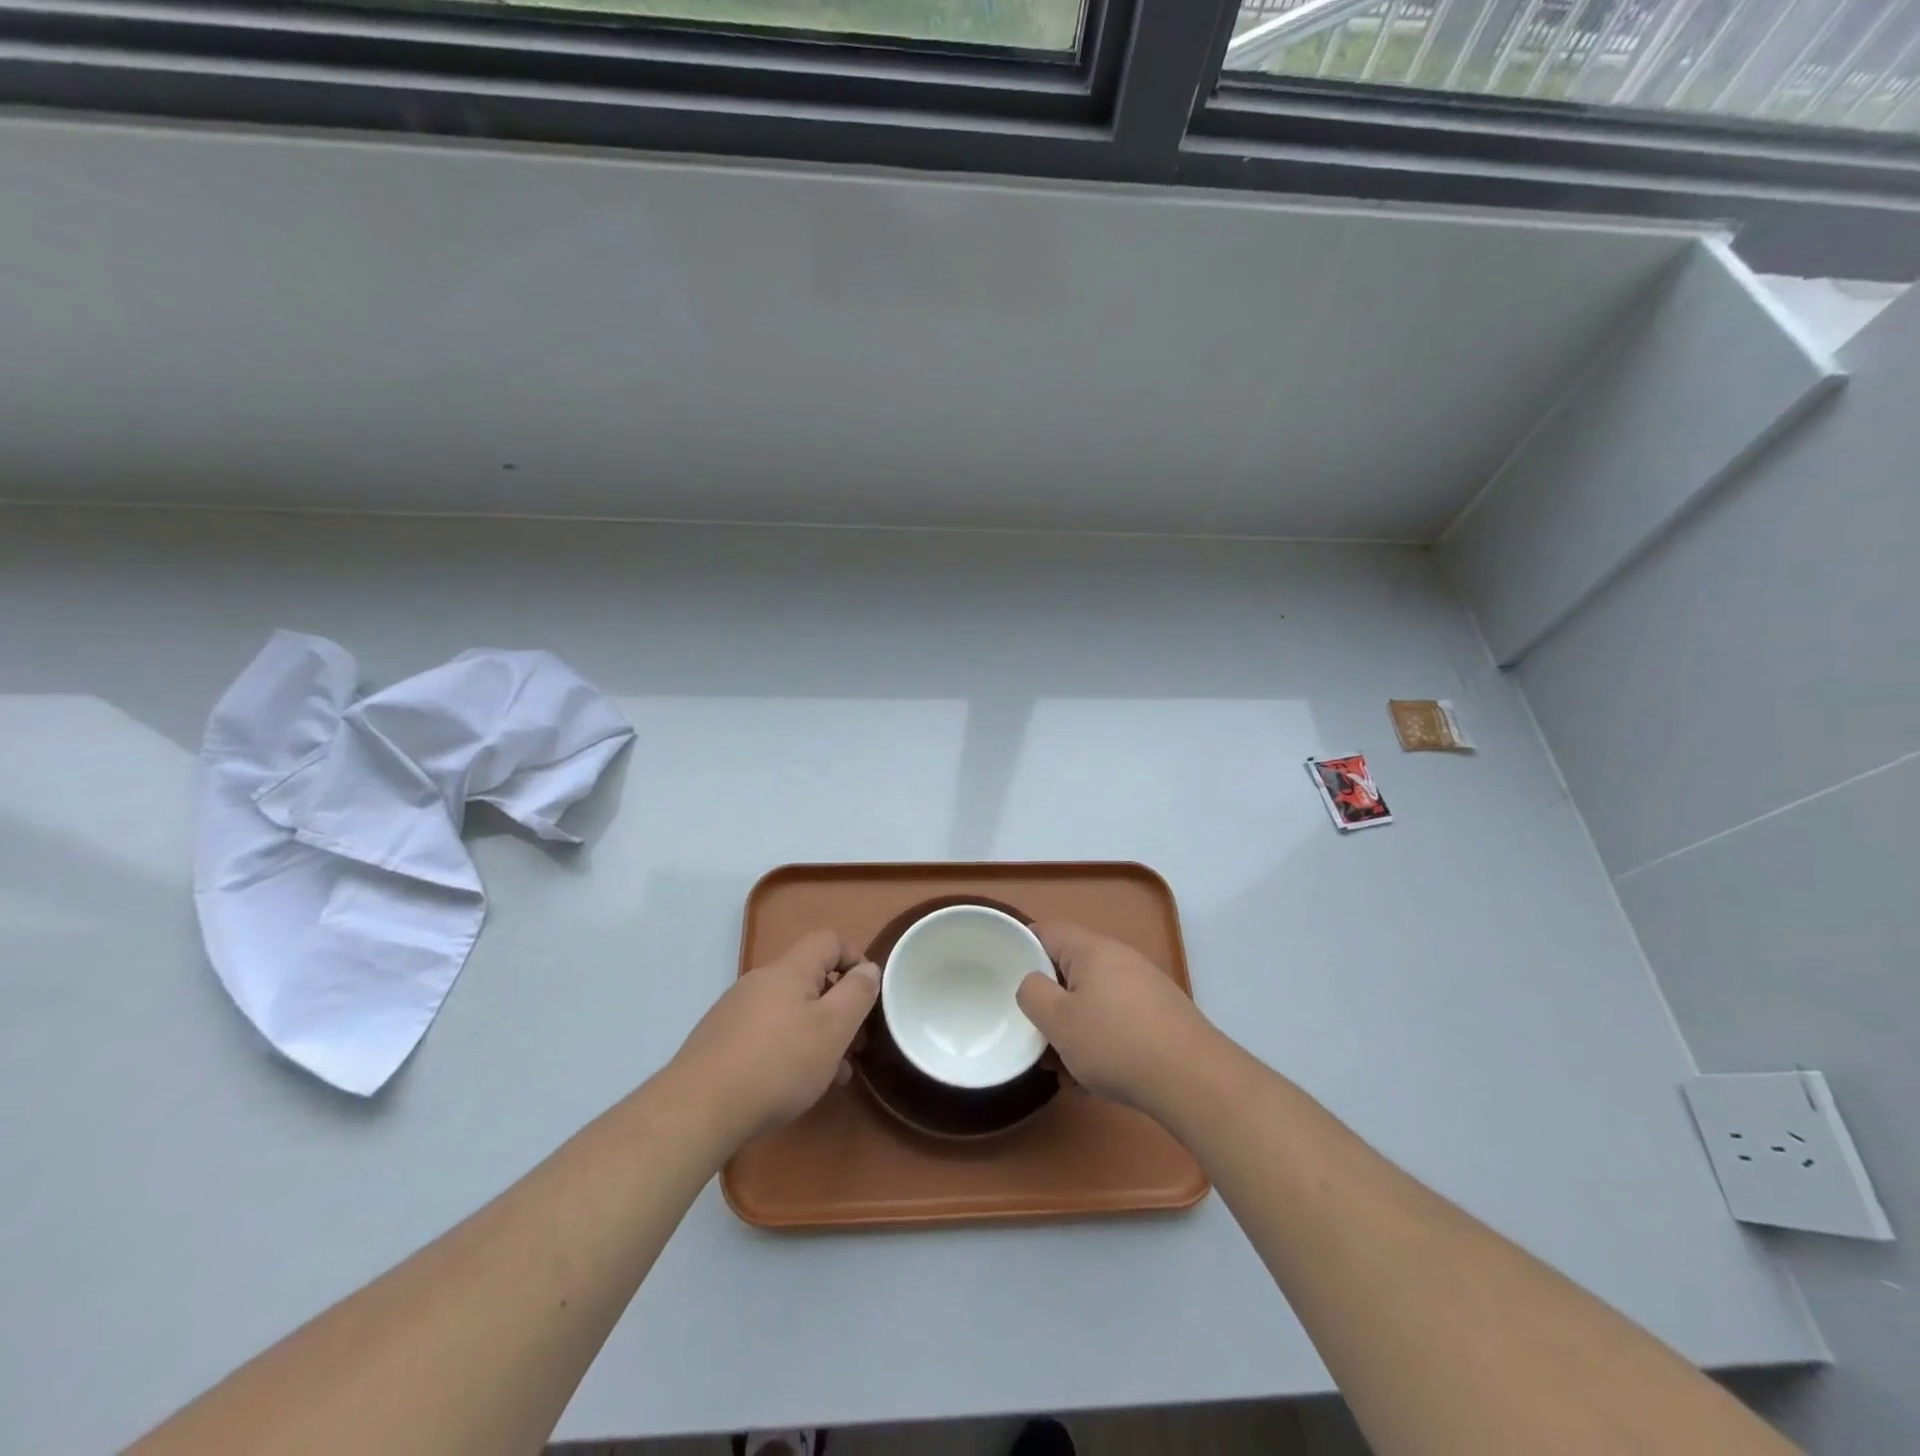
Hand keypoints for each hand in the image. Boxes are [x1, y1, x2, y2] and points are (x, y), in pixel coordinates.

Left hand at [669, 929, 878, 1149]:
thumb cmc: (778, 1064)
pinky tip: (795, 1085)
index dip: (855, 958)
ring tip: (832, 1074)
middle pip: (810, 978)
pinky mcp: (721, 1040)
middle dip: (839, 1006)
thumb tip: (868, 968)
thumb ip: (857, 993)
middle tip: (855, 1044)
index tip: (868, 995)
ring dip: (817, 1033)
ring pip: (791, 1010)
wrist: (698, 1109)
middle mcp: (761, 980)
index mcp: (790, 969)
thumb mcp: (833, 1029)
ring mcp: (737, 1010)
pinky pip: (768, 1032)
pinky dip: (790, 1048)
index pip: (829, 940)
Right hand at [1016, 921, 1214, 1114]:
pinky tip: (1094, 1079)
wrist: (1194, 1080)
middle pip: (1070, 968)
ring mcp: (1144, 986)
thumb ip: (1032, 994)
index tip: (1003, 975)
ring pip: (1093, 999)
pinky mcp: (1160, 1015)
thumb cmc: (1116, 1044)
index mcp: (1092, 949)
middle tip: (1034, 1033)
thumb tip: (1031, 983)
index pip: (1047, 931)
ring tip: (1063, 1069)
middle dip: (1049, 1002)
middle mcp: (1120, 958)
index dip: (1021, 947)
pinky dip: (1100, 1041)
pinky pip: (1116, 1019)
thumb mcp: (1058, 1021)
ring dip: (1073, 1028)